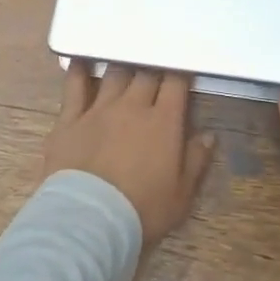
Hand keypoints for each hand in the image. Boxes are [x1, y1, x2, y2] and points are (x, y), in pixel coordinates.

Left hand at [44, 62, 215, 247]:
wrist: (89, 219)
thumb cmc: (141, 211)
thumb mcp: (181, 195)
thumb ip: (196, 161)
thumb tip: (208, 135)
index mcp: (163, 121)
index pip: (176, 83)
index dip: (180, 73)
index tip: (182, 72)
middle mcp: (132, 106)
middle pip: (146, 73)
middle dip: (153, 69)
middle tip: (155, 70)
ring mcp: (99, 109)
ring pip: (114, 74)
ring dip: (122, 68)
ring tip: (125, 64)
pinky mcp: (70, 118)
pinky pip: (74, 86)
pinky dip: (78, 71)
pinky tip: (80, 61)